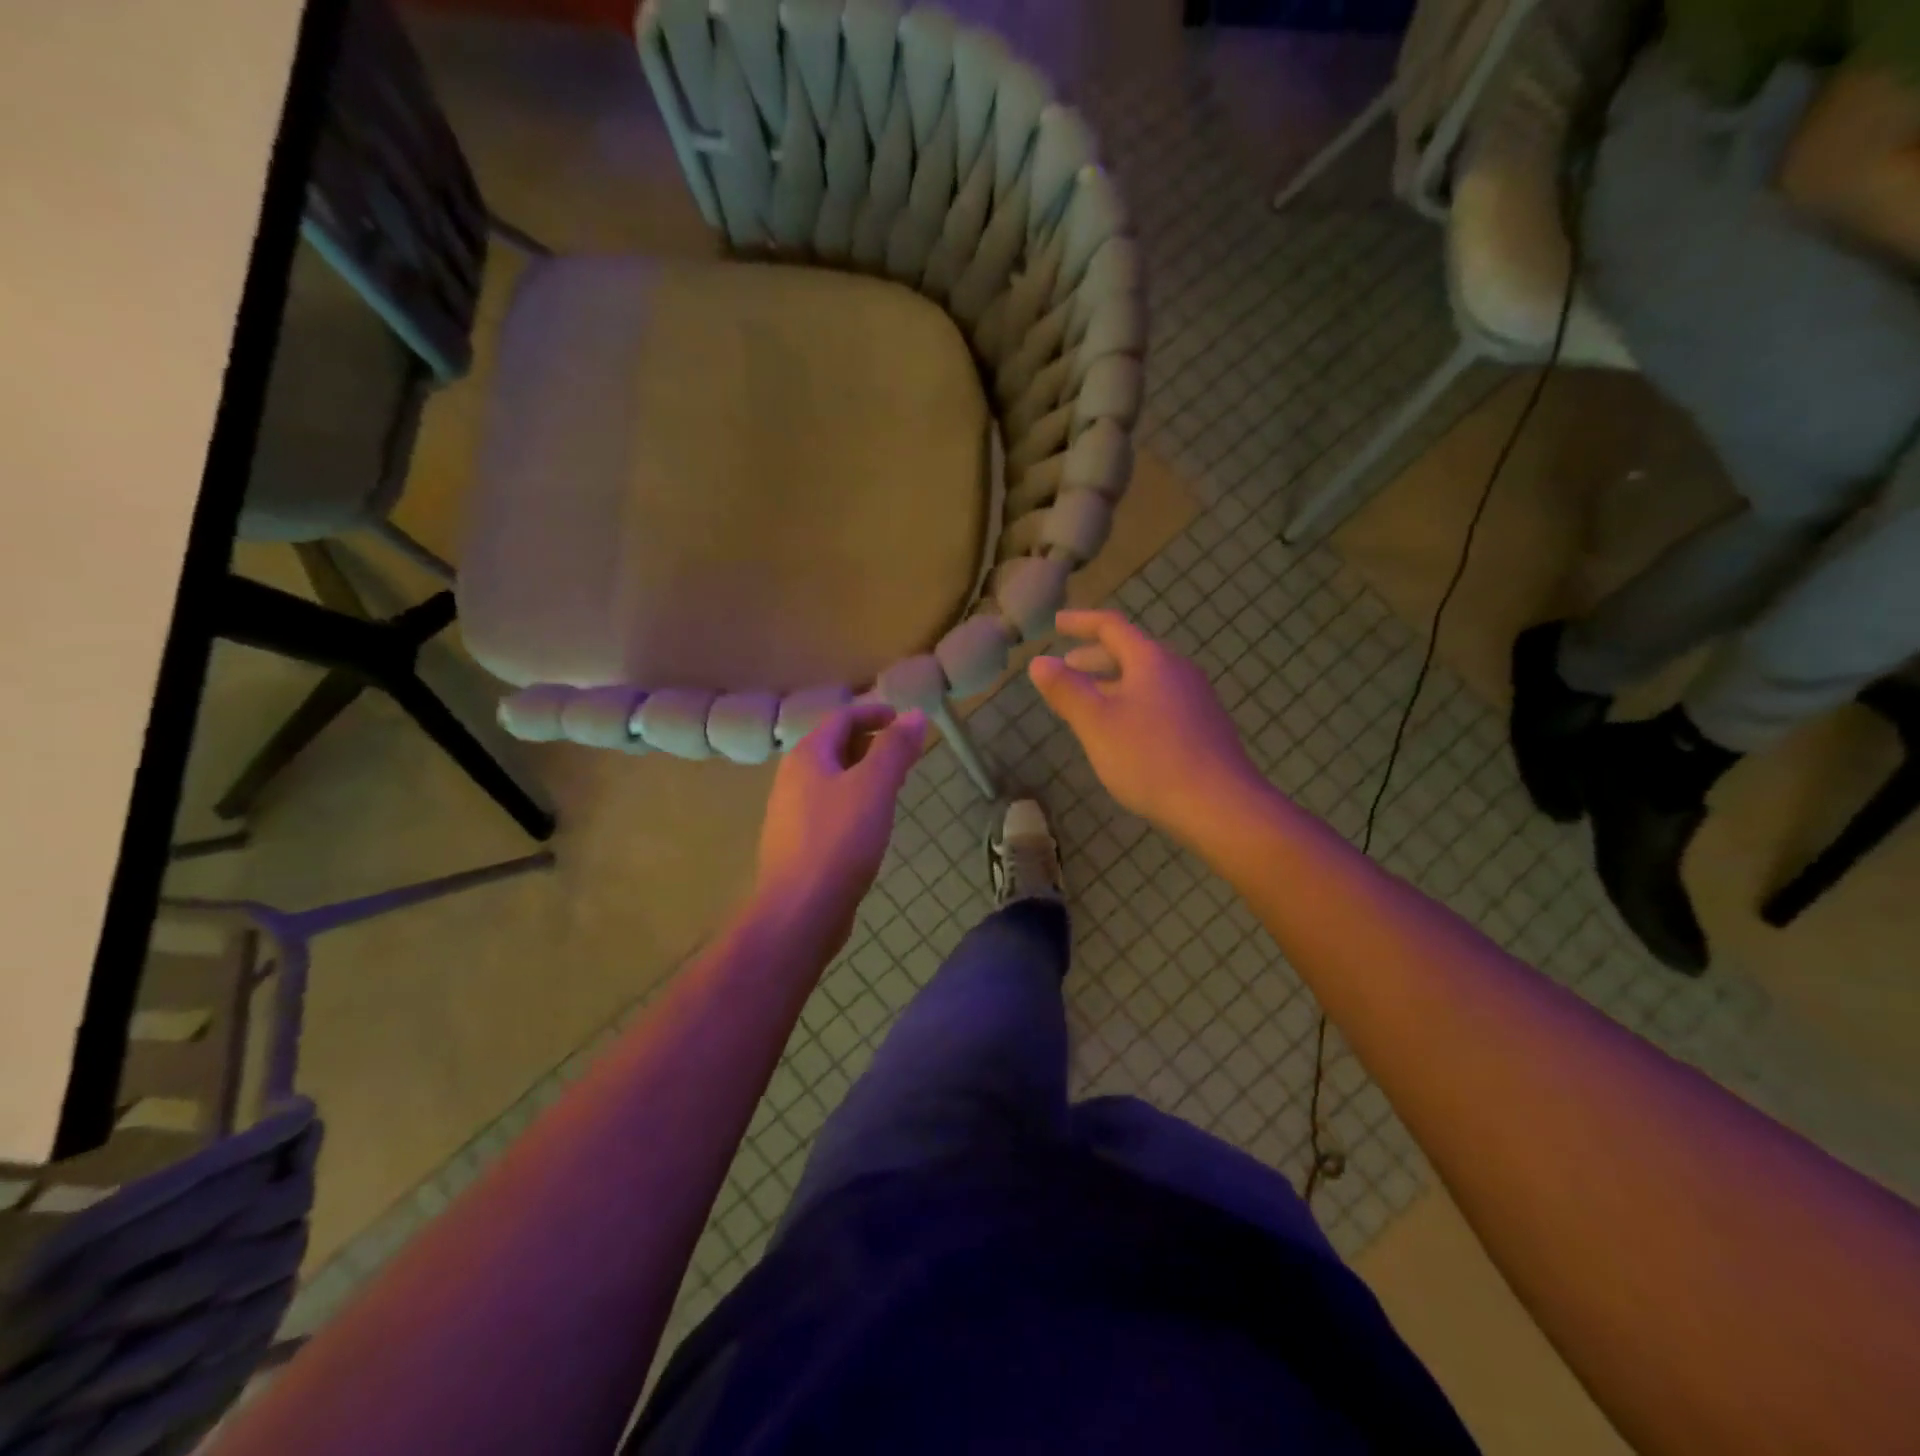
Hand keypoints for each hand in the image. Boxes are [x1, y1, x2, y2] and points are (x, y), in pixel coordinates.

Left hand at [756, 702, 925, 950]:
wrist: (800, 911)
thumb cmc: (839, 841)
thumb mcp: (874, 787)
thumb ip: (894, 749)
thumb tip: (915, 715)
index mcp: (807, 757)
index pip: (841, 718)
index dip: (874, 712)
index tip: (904, 719)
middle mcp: (792, 779)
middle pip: (834, 746)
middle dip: (871, 742)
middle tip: (906, 753)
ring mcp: (792, 813)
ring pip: (832, 779)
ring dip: (863, 773)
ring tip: (894, 784)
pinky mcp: (798, 843)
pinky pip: (830, 807)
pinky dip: (854, 800)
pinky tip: (872, 821)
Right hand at [1030, 610, 1262, 844]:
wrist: (1220, 806)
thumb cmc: (1150, 758)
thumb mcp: (1096, 724)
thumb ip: (1066, 690)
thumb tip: (1039, 661)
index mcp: (1151, 660)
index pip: (1111, 627)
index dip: (1080, 622)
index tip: (1057, 623)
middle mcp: (1177, 670)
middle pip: (1131, 652)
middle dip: (1094, 658)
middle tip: (1067, 667)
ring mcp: (1195, 699)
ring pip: (1145, 680)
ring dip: (1112, 684)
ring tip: (1088, 702)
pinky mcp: (1204, 727)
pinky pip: (1159, 701)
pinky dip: (1132, 703)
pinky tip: (1123, 732)